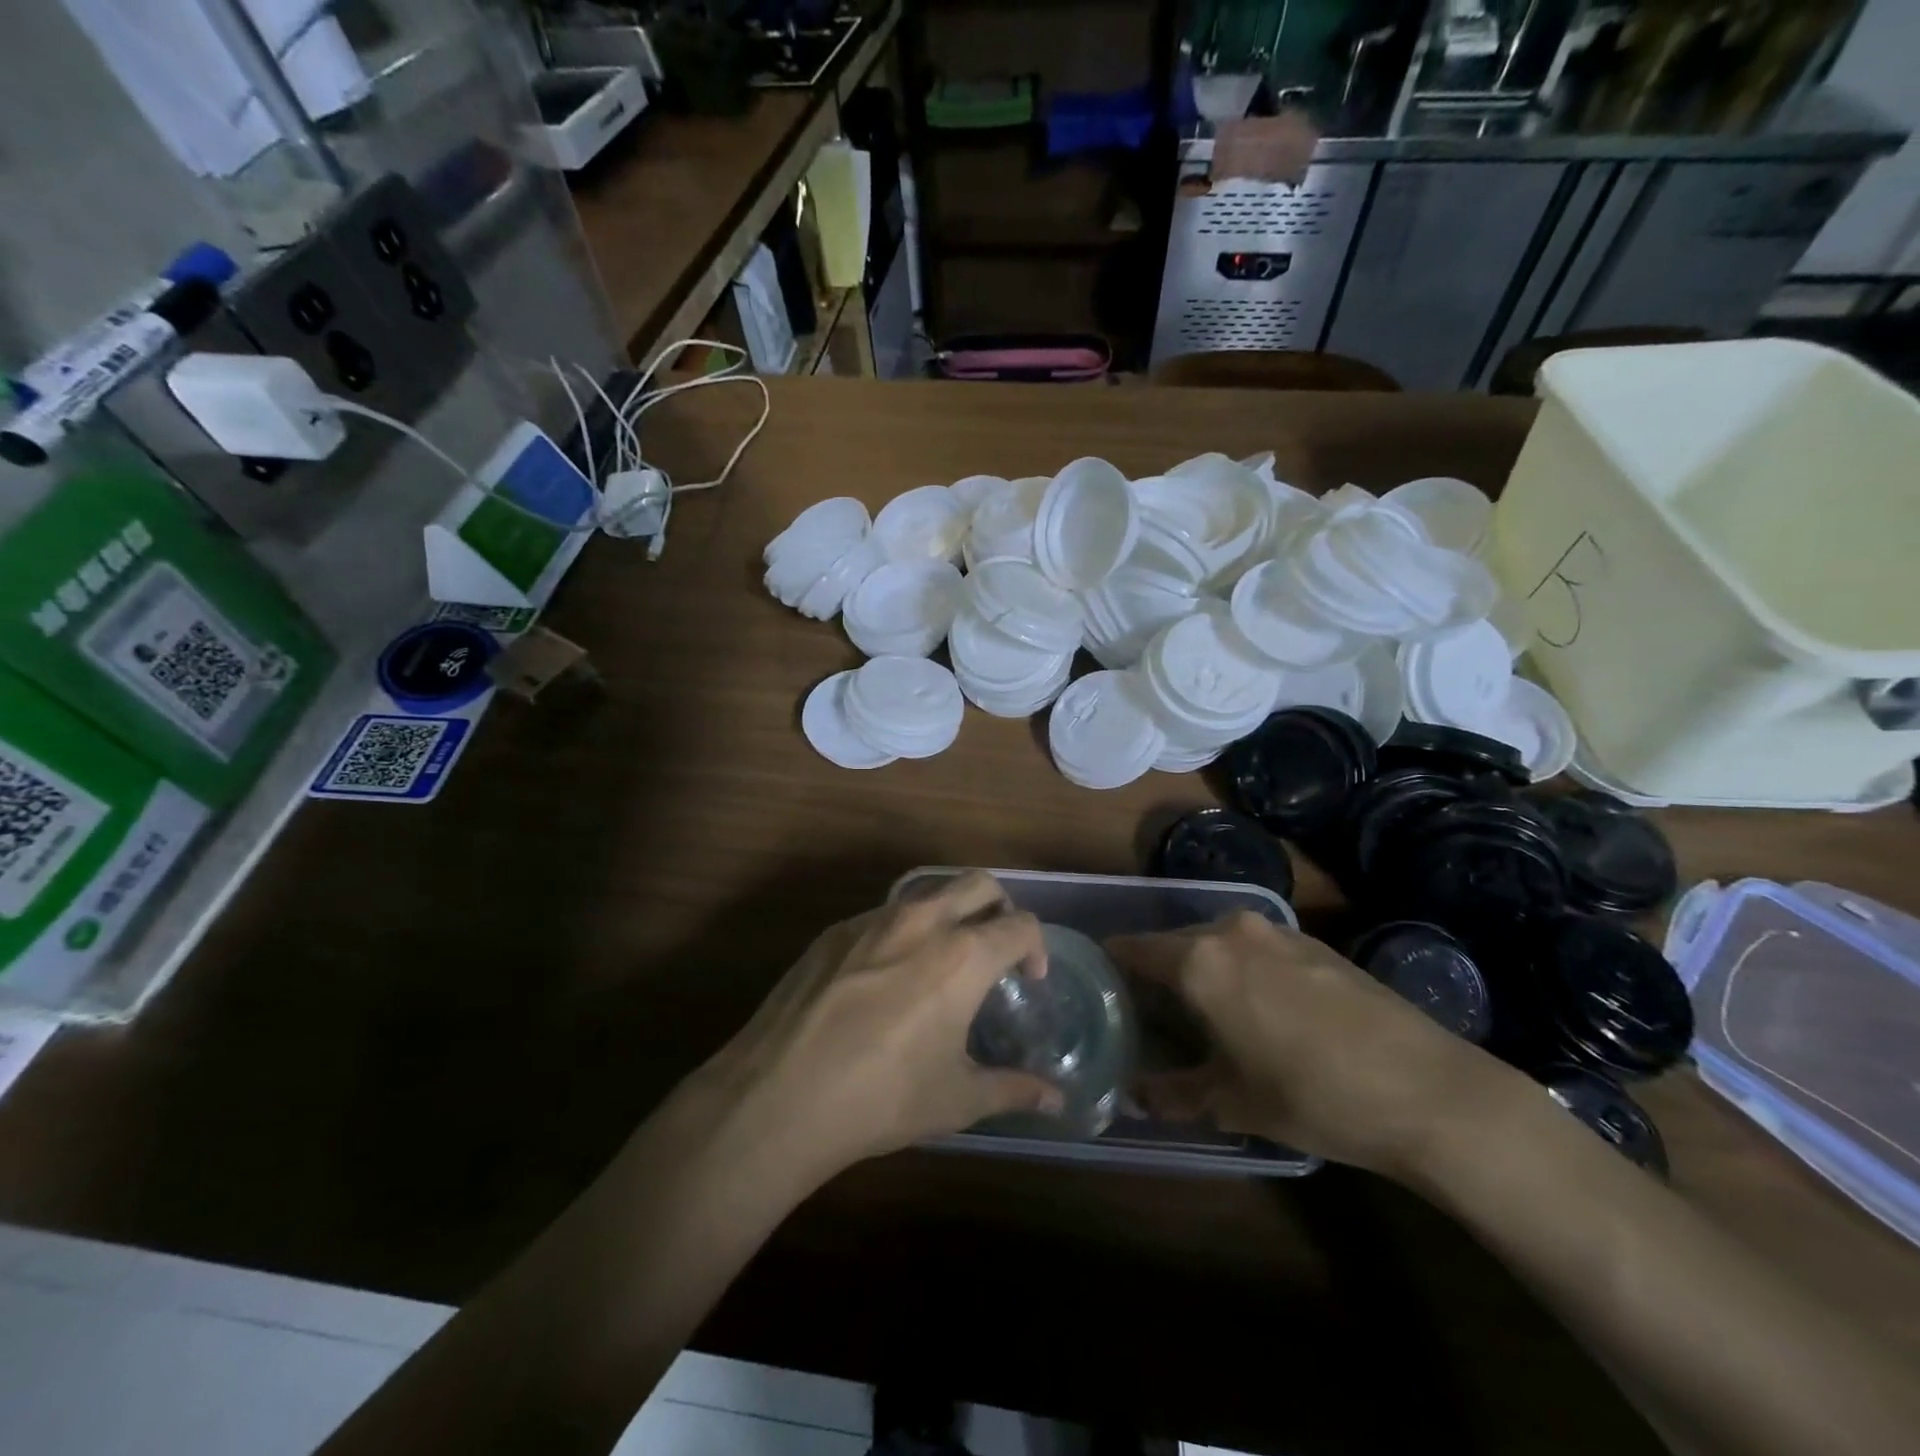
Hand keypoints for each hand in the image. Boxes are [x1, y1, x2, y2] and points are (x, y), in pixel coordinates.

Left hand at [691, 872, 1063, 1183]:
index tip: (1029, 978)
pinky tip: (887, 977)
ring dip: (949, 913)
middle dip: (1000, 908)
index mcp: (964, 954)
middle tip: (996, 949)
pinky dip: (902, 931)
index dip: (1036, 948)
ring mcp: (873, 919)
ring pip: (928, 892)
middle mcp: (923, 921)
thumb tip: (1057, 1100)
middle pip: (979, 884)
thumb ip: (1013, 1089)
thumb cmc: (882, 1098)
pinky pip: (883, 914)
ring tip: (942, 961)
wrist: (779, 1096)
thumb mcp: (956, 1099)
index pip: (1021, 924)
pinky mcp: (834, 931)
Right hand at [1107, 913, 1516, 1178]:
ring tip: (1206, 1013)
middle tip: (1152, 1013)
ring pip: (1217, 943)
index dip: (1112, 966)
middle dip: (1159, 973)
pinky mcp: (1314, 942)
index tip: (1101, 987)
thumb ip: (1173, 1094)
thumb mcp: (1233, 1103)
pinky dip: (1243, 969)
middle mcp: (1231, 930)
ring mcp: (1277, 931)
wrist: (1430, 1090)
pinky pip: (1256, 948)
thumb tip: (1133, 1101)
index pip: (1133, 949)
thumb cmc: (1313, 1096)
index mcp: (1199, 961)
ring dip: (1204, 970)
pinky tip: (1262, 1010)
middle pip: (1175, 943)